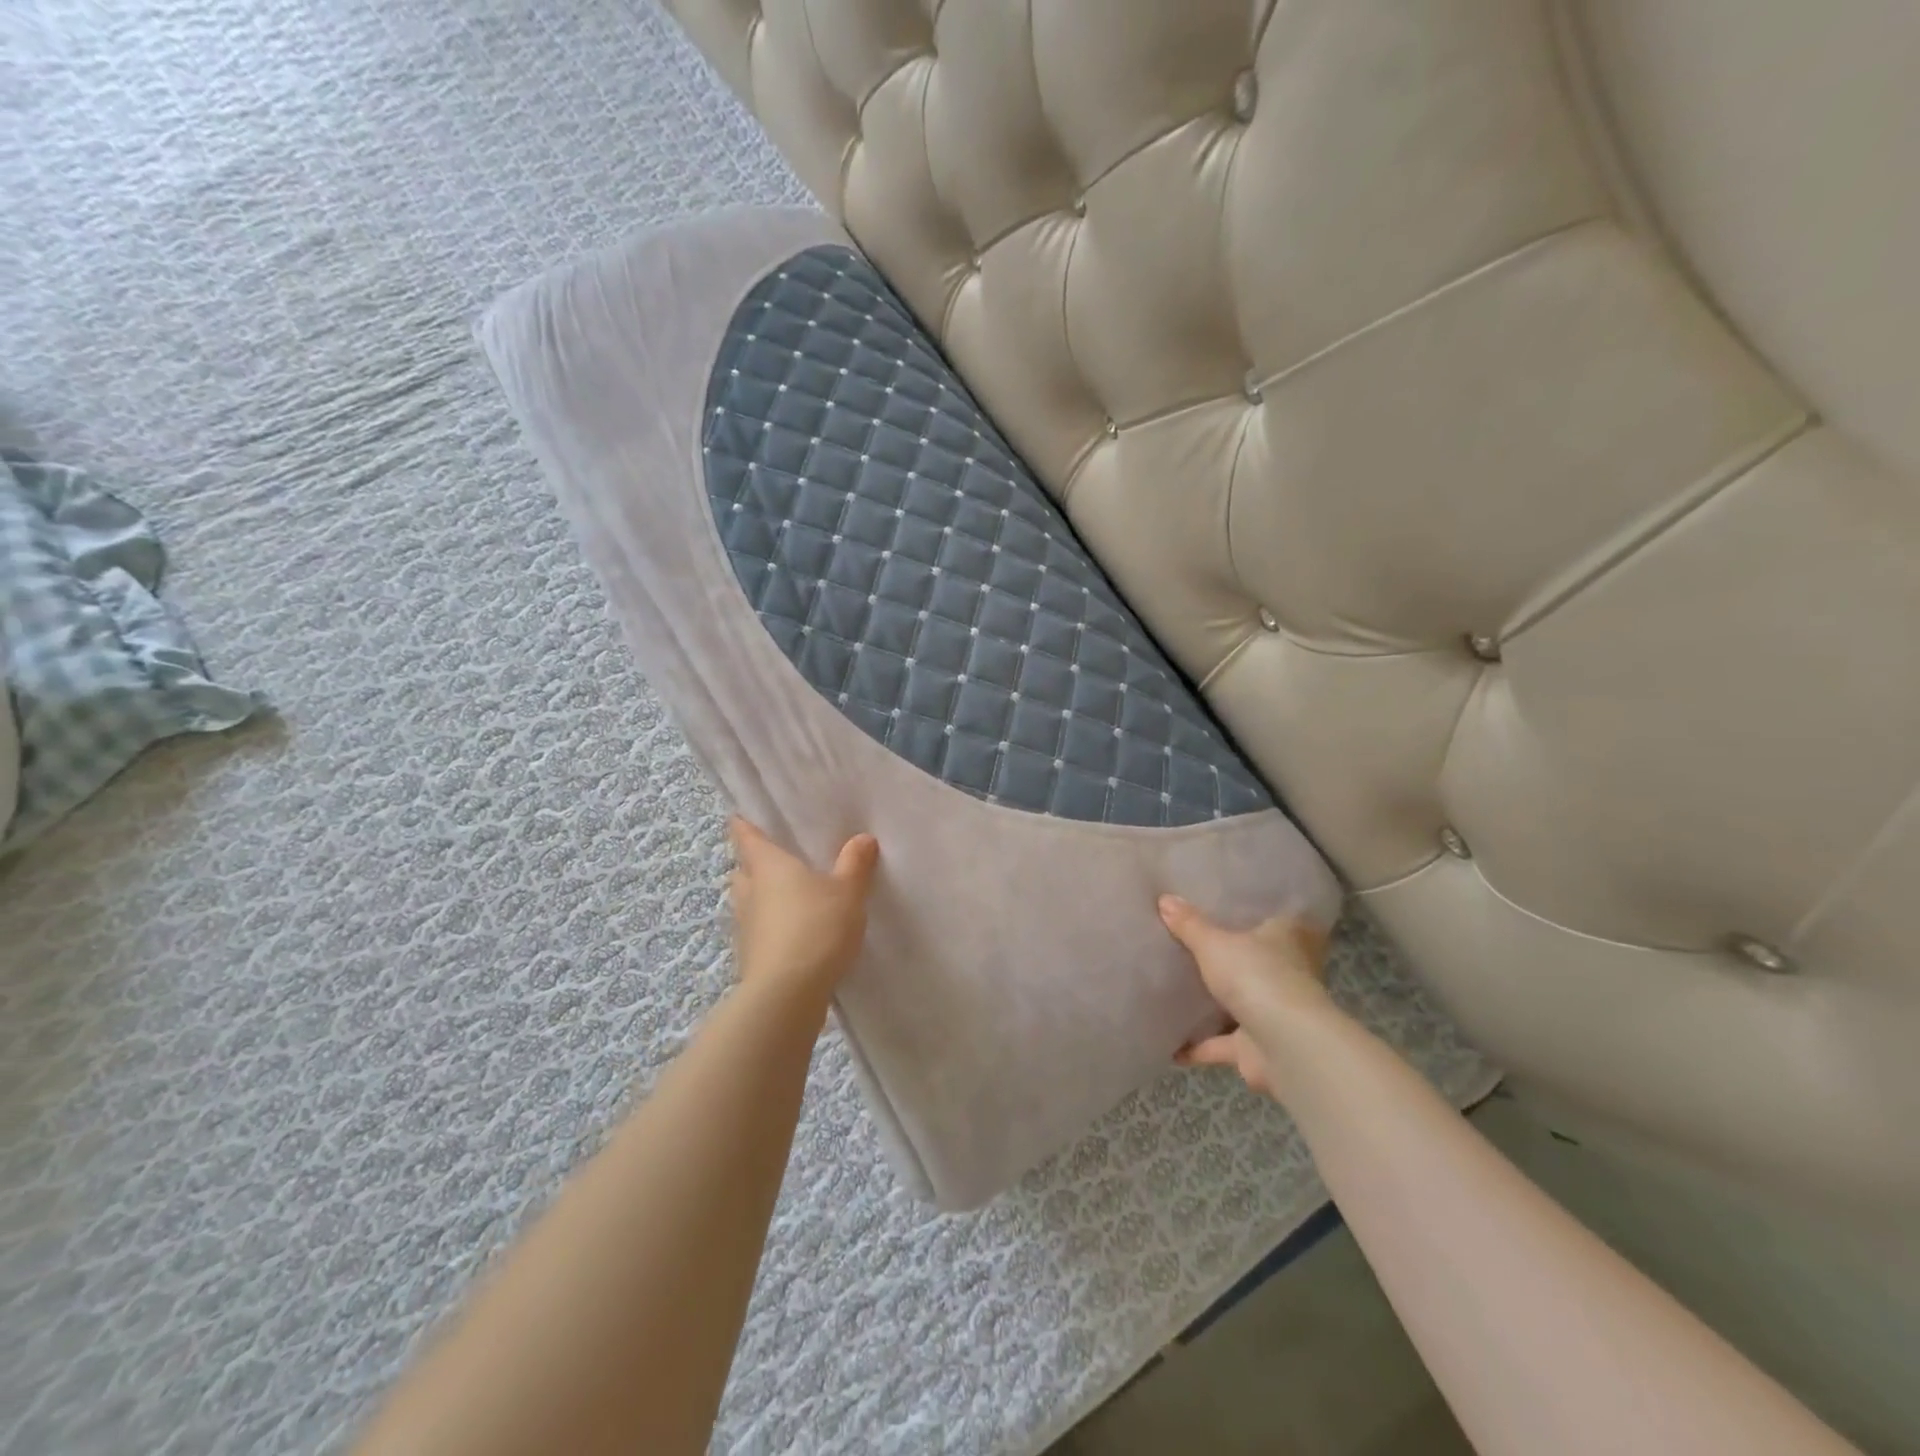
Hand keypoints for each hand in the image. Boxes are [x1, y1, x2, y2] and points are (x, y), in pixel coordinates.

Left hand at [727, 818, 878, 998]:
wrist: (787, 994)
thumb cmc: (816, 927)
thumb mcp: (847, 892)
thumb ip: (855, 864)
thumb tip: (862, 838)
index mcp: (767, 865)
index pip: (746, 836)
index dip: (743, 825)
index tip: (740, 816)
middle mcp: (749, 891)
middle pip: (743, 870)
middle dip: (755, 864)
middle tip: (777, 860)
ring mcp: (745, 927)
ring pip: (748, 902)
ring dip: (762, 898)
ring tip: (789, 898)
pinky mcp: (750, 957)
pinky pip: (758, 931)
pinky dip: (770, 927)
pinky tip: (792, 934)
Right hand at [1159, 896, 1334, 1100]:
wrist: (1286, 1045)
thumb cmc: (1257, 976)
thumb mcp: (1215, 943)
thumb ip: (1190, 925)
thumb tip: (1164, 899)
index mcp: (1286, 939)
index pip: (1276, 920)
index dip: (1255, 916)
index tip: (1228, 910)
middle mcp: (1286, 975)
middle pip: (1254, 962)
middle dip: (1229, 961)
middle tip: (1191, 947)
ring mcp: (1274, 1013)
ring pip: (1239, 1003)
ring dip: (1213, 1005)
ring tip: (1175, 992)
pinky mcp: (1257, 1048)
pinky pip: (1221, 1043)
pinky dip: (1197, 1046)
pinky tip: (1168, 1045)